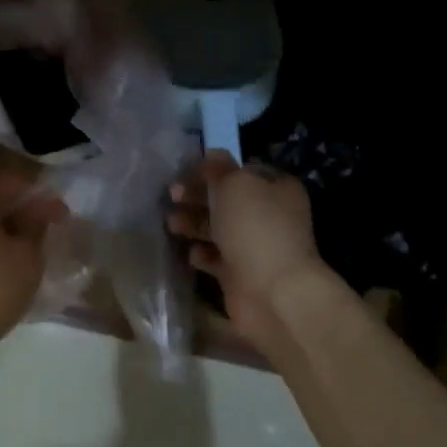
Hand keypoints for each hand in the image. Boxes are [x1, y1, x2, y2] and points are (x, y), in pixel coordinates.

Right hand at [167, 153, 324, 342]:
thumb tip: (211, 154)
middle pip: (225, 200)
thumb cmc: (255, 229)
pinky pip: (215, 258)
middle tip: (171, 197)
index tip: (182, 173)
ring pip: (217, 228)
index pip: (239, 170)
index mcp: (275, 188)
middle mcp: (268, 215)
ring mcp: (255, 246)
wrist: (272, 292)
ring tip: (172, 224)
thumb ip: (218, 168)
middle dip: (196, 197)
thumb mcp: (235, 185)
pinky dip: (202, 254)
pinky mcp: (241, 274)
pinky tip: (191, 253)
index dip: (211, 170)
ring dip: (193, 224)